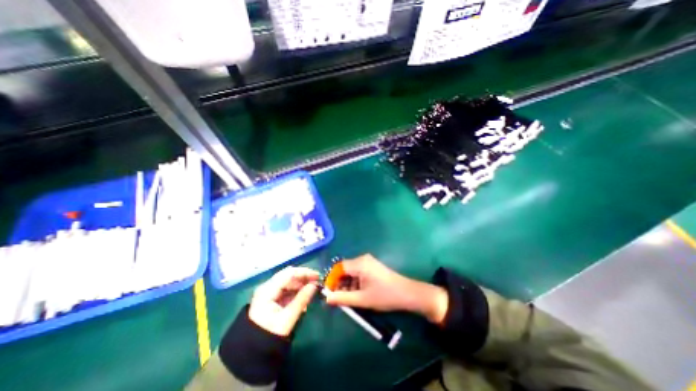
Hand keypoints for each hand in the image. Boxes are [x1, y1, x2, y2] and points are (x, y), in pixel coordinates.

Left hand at [248, 267, 317, 336]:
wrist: (252, 353)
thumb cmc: (269, 335)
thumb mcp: (287, 318)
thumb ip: (302, 300)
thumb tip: (315, 285)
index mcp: (268, 290)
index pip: (289, 273)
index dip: (304, 273)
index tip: (318, 276)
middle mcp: (267, 287)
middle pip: (288, 276)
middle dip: (303, 278)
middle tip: (317, 283)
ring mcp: (268, 293)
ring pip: (288, 283)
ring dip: (301, 285)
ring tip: (312, 291)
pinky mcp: (271, 299)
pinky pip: (286, 290)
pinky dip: (296, 292)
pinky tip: (304, 298)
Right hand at [324, 253, 448, 323]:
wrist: (407, 293)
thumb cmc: (384, 296)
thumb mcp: (362, 299)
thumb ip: (342, 298)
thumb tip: (326, 298)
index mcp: (360, 263)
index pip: (339, 268)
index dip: (332, 280)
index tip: (329, 293)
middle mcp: (363, 259)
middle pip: (345, 269)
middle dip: (340, 284)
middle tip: (338, 299)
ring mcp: (369, 262)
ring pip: (352, 272)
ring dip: (348, 285)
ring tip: (348, 299)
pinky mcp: (373, 267)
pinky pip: (359, 273)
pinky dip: (355, 283)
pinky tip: (357, 294)